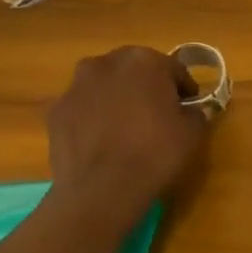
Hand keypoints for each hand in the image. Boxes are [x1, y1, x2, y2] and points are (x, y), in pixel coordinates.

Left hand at [45, 47, 209, 217]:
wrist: (100, 191)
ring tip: (124, 129)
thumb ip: (195, 112)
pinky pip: (83, 107)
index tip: (188, 108)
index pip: (174, 69)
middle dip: (146, 87)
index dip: (184, 89)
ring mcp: (76, 85)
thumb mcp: (193, 133)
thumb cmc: (155, 154)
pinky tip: (100, 142)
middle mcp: (107, 63)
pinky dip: (92, 117)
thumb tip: (189, 110)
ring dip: (116, 98)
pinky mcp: (56, 110)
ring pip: (105, 85)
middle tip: (156, 116)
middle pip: (135, 70)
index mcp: (145, 61)